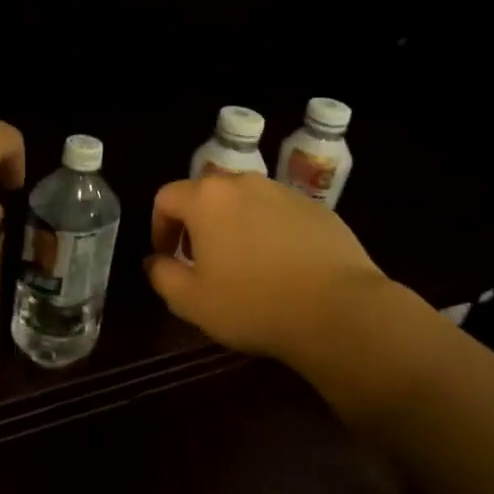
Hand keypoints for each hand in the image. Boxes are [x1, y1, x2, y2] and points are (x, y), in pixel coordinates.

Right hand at [144, 174, 388, 367]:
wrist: (338, 310)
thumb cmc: (253, 304)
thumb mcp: (191, 301)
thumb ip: (162, 275)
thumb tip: (156, 261)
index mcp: (207, 198)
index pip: (167, 197)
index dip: (159, 226)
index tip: (167, 257)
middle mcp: (244, 183)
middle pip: (207, 195)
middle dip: (197, 224)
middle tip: (202, 260)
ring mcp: (284, 192)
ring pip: (245, 202)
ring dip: (234, 225)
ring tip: (244, 264)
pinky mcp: (317, 207)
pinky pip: (279, 214)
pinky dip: (269, 231)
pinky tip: (281, 266)